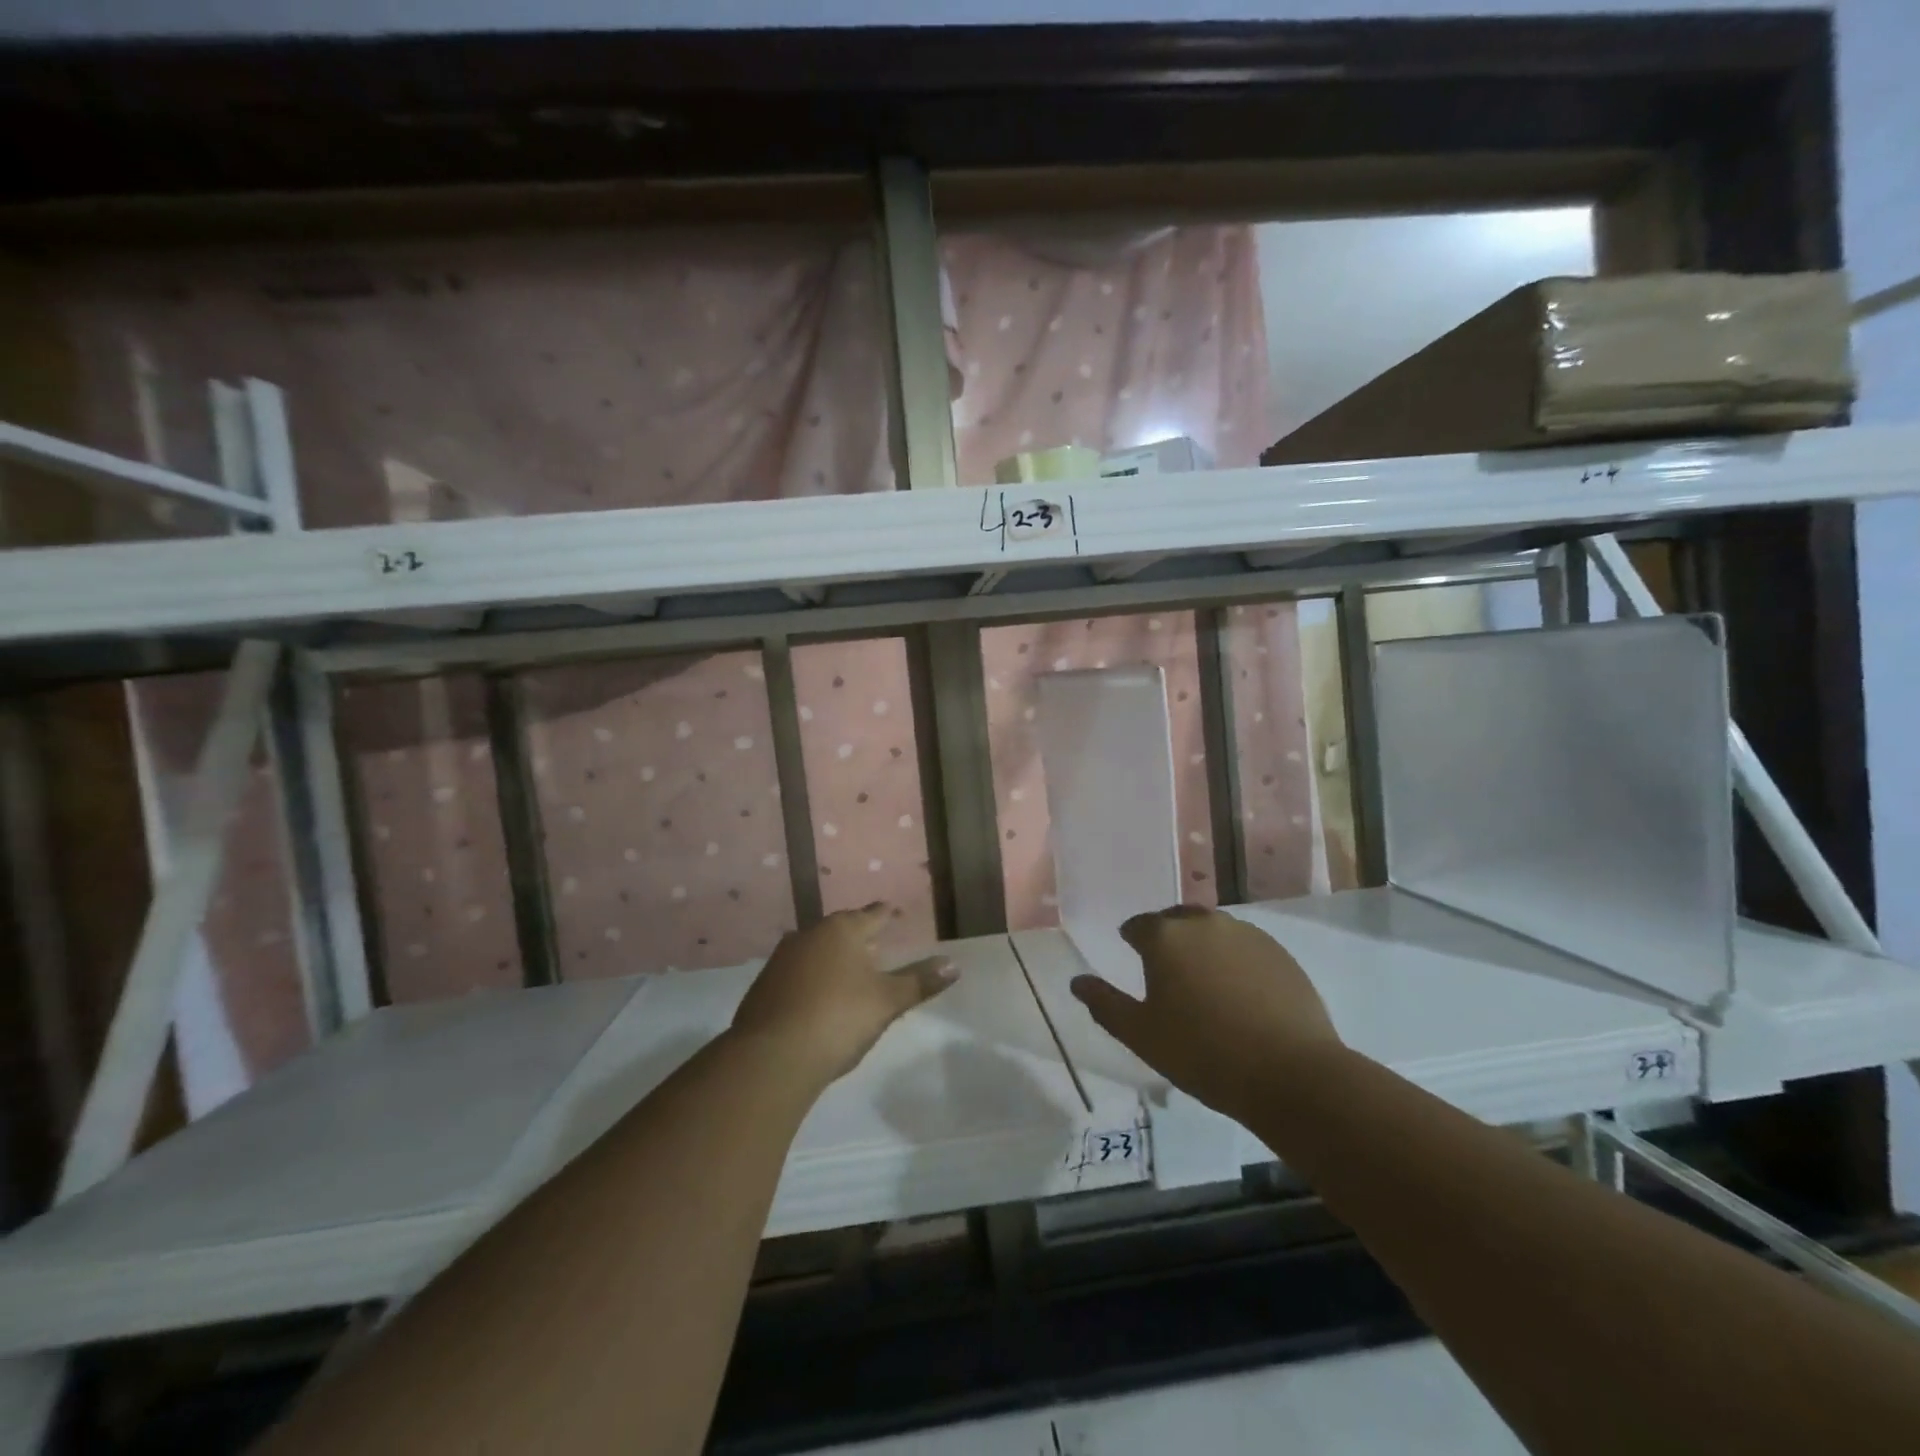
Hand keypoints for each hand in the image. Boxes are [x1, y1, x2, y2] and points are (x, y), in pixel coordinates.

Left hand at [731, 904, 956, 1086]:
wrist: (772, 1056)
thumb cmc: (839, 1018)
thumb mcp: (887, 1001)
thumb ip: (920, 981)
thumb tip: (954, 964)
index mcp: (842, 930)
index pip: (872, 914)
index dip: (886, 914)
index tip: (893, 910)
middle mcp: (809, 935)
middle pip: (841, 929)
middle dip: (858, 936)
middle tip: (875, 944)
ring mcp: (781, 960)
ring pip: (815, 950)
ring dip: (832, 958)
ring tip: (848, 971)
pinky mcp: (763, 987)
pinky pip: (796, 974)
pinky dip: (811, 979)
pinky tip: (818, 997)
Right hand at [1070, 905, 1342, 1120]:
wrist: (1291, 1074)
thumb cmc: (1203, 1054)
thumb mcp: (1141, 1035)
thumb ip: (1104, 1003)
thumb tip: (1077, 981)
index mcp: (1165, 937)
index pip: (1137, 926)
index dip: (1132, 941)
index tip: (1134, 960)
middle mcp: (1204, 923)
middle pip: (1176, 921)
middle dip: (1167, 939)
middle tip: (1167, 973)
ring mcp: (1247, 934)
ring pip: (1213, 931)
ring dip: (1202, 947)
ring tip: (1205, 983)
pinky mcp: (1279, 953)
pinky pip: (1245, 947)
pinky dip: (1235, 960)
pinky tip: (1240, 993)